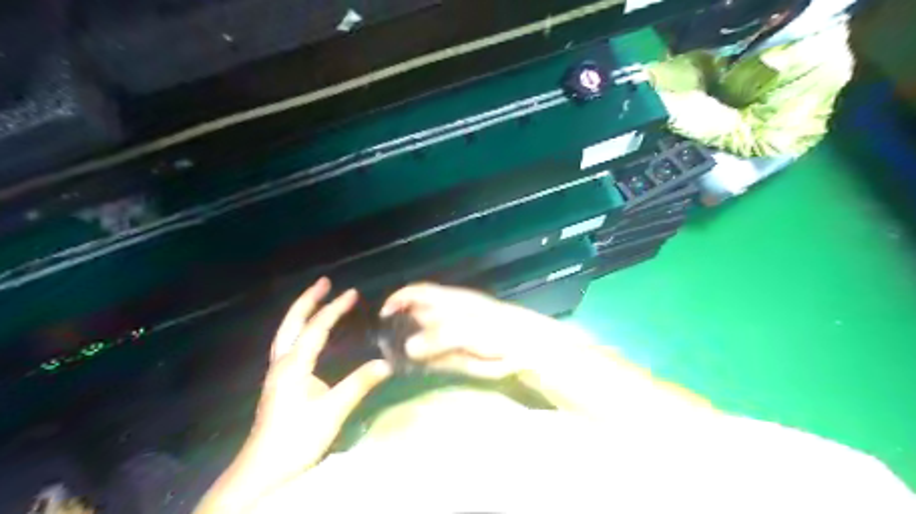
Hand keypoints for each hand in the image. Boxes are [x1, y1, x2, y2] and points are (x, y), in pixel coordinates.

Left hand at [243, 280, 389, 485]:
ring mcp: (277, 372)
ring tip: (317, 299)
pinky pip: (289, 344)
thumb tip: (387, 363)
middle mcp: (281, 362)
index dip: (335, 309)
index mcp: (293, 365)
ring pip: (287, 332)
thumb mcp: (332, 411)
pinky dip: (300, 329)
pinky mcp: (279, 382)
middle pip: (292, 323)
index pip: (316, 328)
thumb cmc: (297, 438)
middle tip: (325, 282)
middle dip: (308, 300)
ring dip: (302, 312)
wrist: (263, 468)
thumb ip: (359, 384)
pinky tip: (308, 334)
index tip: (353, 293)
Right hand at [379, 284, 565, 379]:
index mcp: (448, 301)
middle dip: (398, 327)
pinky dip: (420, 362)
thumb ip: (439, 336)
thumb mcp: (469, 328)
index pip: (417, 292)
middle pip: (414, 316)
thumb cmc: (499, 330)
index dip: (398, 299)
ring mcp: (449, 337)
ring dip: (407, 347)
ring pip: (420, 339)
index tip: (382, 314)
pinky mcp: (455, 356)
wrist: (526, 349)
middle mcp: (445, 316)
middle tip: (382, 344)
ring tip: (391, 358)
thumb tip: (408, 348)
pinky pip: (431, 358)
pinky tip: (411, 369)